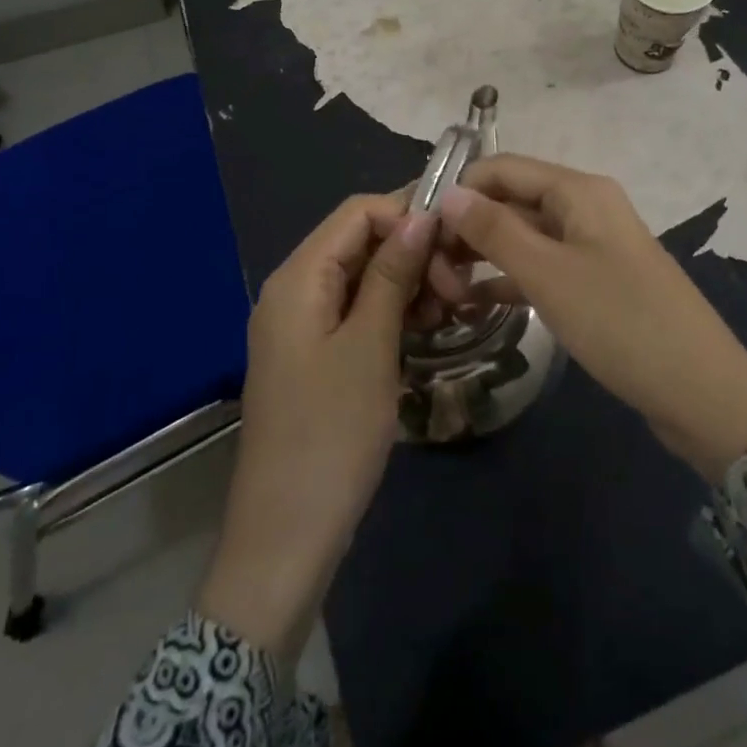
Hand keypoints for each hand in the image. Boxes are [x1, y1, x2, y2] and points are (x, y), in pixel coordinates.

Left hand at [197, 194, 436, 657]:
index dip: (408, 216)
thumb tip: (421, 215)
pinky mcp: (316, 355)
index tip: (456, 247)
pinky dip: (393, 313)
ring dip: (409, 285)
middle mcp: (295, 290)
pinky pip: (358, 312)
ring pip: (364, 278)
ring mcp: (303, 325)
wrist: (287, 534)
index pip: (358, 212)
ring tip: (449, 314)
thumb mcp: (370, 346)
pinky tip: (427, 331)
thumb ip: (392, 274)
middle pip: (361, 243)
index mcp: (298, 278)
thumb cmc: (331, 433)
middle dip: (413, 254)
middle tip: (459, 294)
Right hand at [439, 156, 746, 478]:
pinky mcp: (594, 282)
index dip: (459, 191)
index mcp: (578, 191)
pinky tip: (474, 305)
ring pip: (523, 237)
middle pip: (511, 201)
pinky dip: (509, 280)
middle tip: (430, 273)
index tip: (419, 230)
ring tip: (443, 291)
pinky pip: (541, 268)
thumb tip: (449, 194)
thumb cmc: (620, 322)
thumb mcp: (549, 274)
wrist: (699, 390)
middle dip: (467, 229)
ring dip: (483, 256)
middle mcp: (584, 208)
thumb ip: (495, 230)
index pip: (502, 169)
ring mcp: (591, 246)